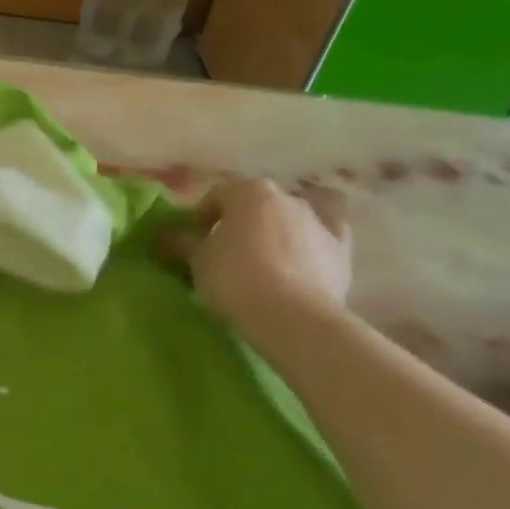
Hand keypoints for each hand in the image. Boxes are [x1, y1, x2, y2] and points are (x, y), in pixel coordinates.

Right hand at [166, 178, 352, 345]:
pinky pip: (325, 236)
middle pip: (255, 205)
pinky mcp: (342, 250)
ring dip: (273, 232)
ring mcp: (318, 221)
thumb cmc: (234, 279)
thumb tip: (167, 235)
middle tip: (223, 251)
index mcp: (249, 192)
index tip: (192, 240)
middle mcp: (286, 198)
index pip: (218, 194)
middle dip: (239, 223)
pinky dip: (313, 240)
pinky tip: (305, 254)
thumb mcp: (197, 262)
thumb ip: (183, 242)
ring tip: (260, 262)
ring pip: (289, 219)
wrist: (291, 315)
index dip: (201, 216)